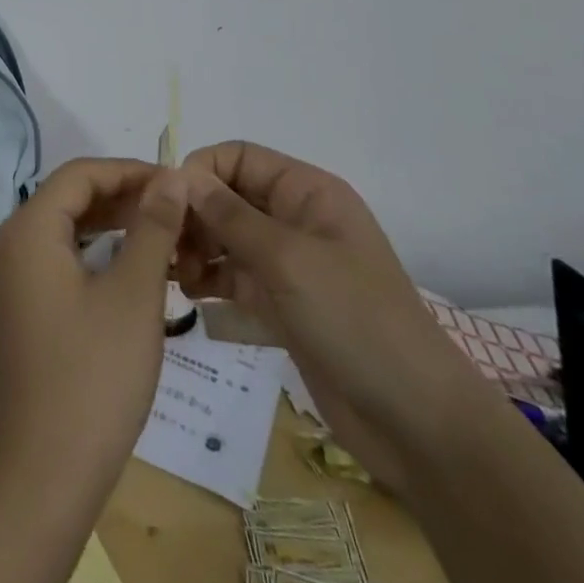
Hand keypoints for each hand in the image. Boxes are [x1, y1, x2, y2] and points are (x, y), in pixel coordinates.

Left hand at [0, 157, 189, 490]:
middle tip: (175, 208)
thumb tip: (173, 177)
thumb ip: (153, 227)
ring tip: (162, 231)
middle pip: (70, 196)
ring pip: (66, 226)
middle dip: (123, 195)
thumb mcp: (134, 294)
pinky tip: (132, 265)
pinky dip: (96, 251)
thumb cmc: (95, 373)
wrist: (48, 469)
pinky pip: (60, 256)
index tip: (175, 182)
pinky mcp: (23, 303)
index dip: (129, 171)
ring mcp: (14, 274)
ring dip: (112, 223)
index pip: (81, 174)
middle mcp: (13, 241)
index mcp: (29, 228)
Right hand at [174, 141, 487, 490]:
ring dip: (196, 247)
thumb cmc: (356, 320)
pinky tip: (189, 294)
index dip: (201, 171)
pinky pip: (234, 276)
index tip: (167, 203)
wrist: (417, 424)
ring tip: (174, 274)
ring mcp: (289, 264)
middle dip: (194, 214)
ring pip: (226, 237)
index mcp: (307, 192)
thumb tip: (180, 176)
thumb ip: (229, 215)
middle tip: (165, 247)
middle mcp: (296, 219)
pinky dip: (209, 278)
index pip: (239, 157)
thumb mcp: (287, 259)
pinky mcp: (283, 304)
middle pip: (228, 196)